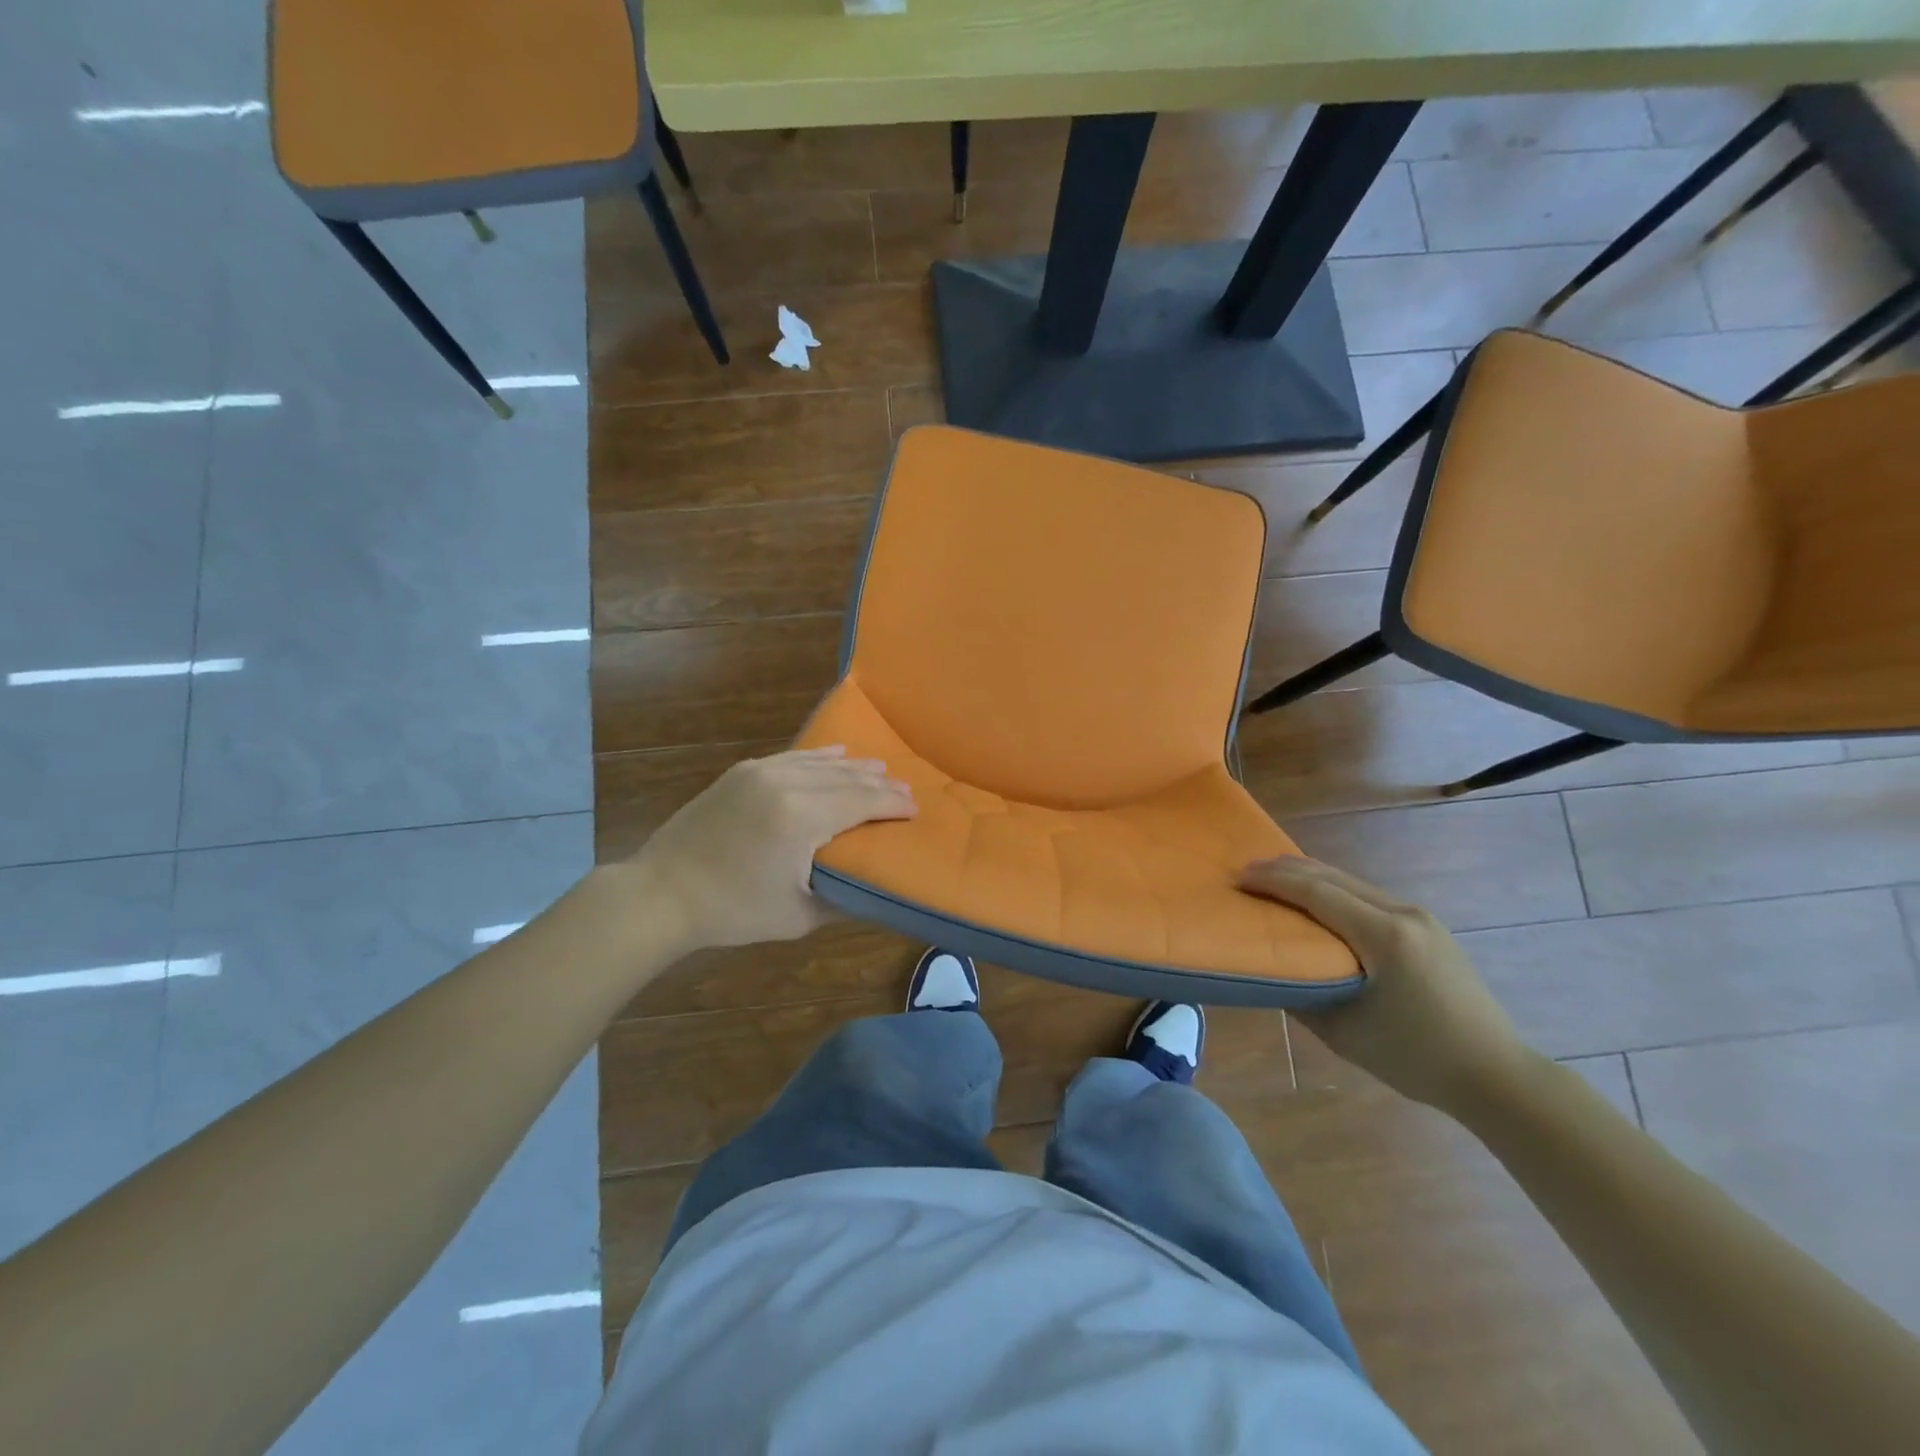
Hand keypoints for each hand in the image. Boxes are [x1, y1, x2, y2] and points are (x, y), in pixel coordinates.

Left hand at [633, 746, 915, 951]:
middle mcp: (786, 782)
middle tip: (906, 791)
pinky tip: (837, 755)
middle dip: (880, 784)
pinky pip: (793, 757)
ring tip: (880, 771)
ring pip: (821, 762)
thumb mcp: (797, 917)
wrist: (661, 893)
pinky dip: (820, 757)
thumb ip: (841, 899)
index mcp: (802, 817)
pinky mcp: (742, 771)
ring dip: (854, 767)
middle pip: (847, 778)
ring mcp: (761, 771)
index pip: (862, 801)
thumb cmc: (732, 911)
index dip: (893, 803)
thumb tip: (872, 890)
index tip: (916, 808)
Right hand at [1238, 856, 1532, 1112]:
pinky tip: (1318, 899)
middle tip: (1247, 871)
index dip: (1274, 882)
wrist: (1496, 1075)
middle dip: (1287, 870)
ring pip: (1352, 882)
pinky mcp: (1428, 928)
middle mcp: (1404, 914)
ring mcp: (1420, 918)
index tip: (1239, 879)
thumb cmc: (1415, 1058)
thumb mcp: (1344, 1033)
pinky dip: (1334, 890)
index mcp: (1385, 937)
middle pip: (1334, 877)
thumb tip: (1271, 968)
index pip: (1318, 893)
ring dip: (1310, 877)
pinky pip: (1369, 896)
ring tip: (1274, 879)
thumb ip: (1302, 994)